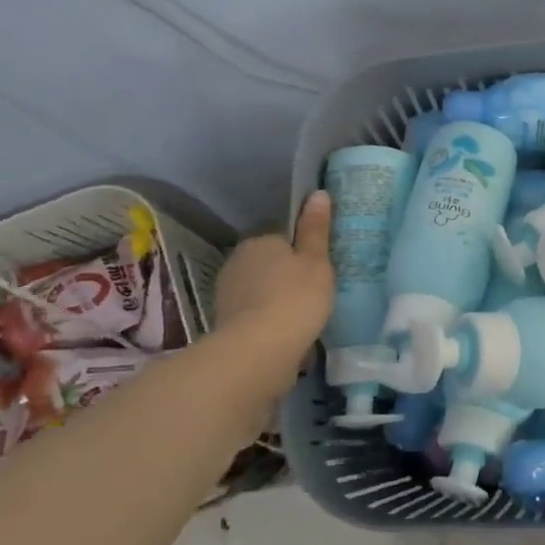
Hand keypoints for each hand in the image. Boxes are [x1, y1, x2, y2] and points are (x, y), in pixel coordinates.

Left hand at [214, 191, 335, 354]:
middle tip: (314, 293)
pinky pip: (254, 312)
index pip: (283, 239)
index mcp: (259, 241)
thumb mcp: (317, 261)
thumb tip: (317, 193)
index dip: (303, 253)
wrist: (258, 351)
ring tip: (302, 316)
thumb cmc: (296, 298)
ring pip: (260, 289)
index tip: (319, 271)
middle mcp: (237, 261)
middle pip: (269, 263)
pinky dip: (267, 318)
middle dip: (287, 275)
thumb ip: (316, 229)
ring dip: (276, 298)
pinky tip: (284, 332)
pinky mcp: (225, 322)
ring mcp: (227, 293)